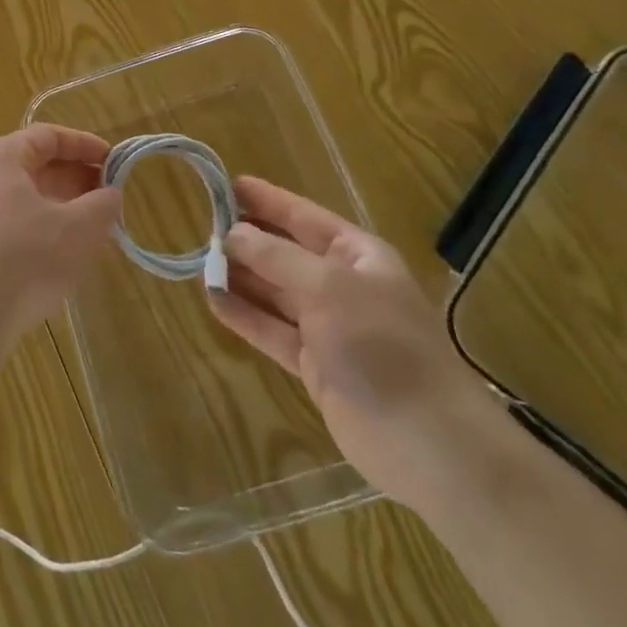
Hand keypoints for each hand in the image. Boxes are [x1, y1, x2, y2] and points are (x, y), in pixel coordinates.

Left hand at [0, 126, 122, 366]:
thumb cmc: (22, 259)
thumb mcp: (76, 229)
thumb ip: (102, 206)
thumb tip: (110, 195)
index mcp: (1, 158)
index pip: (48, 136)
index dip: (85, 146)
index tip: (116, 163)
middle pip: (36, 168)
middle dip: (78, 181)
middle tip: (111, 200)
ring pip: (27, 202)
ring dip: (64, 211)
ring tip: (97, 232)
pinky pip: (14, 229)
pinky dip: (44, 234)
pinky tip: (66, 260)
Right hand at [209, 176, 506, 510]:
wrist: (427, 441)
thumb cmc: (381, 344)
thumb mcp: (326, 287)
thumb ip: (276, 257)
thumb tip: (232, 233)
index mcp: (357, 255)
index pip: (304, 217)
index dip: (267, 200)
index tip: (227, 185)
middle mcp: (342, 285)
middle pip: (286, 253)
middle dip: (248, 239)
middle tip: (203, 225)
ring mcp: (329, 327)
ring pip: (275, 292)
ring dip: (241, 277)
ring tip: (199, 261)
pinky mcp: (315, 365)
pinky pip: (272, 330)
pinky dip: (244, 315)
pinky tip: (212, 300)